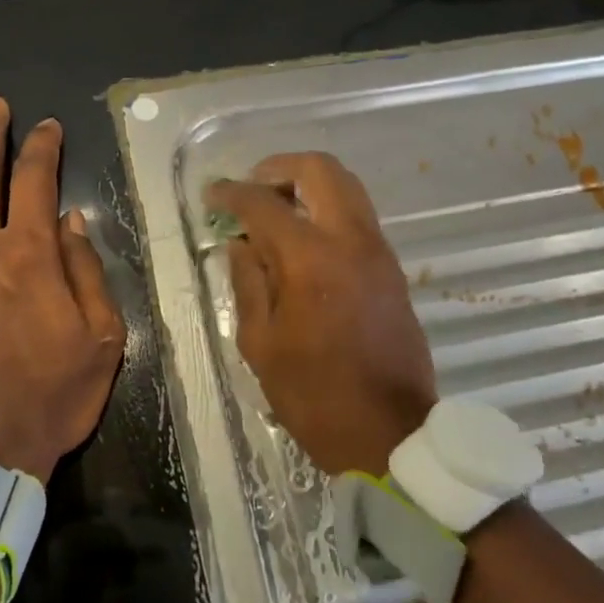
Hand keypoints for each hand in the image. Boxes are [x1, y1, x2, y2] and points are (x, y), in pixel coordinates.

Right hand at [206, 152, 436, 474]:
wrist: (392, 434)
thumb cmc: (314, 395)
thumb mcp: (260, 343)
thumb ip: (247, 281)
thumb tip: (241, 242)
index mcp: (309, 259)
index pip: (263, 202)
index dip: (231, 192)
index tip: (211, 195)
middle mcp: (349, 239)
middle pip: (319, 168)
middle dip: (278, 168)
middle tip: (252, 190)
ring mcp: (377, 249)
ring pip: (346, 185)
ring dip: (307, 183)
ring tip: (276, 209)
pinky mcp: (391, 266)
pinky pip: (357, 213)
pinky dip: (327, 206)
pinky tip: (303, 237)